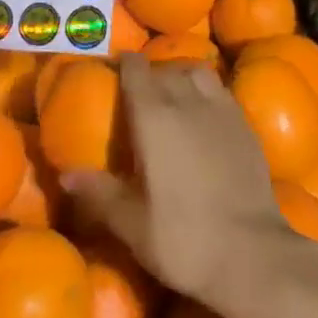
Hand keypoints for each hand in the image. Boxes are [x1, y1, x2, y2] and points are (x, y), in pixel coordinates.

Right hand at [63, 55, 315, 312]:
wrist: (252, 253)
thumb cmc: (184, 238)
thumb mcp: (132, 224)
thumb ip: (99, 193)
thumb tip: (65, 173)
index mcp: (154, 117)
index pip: (136, 71)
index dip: (124, 65)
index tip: (114, 69)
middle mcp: (187, 100)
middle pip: (165, 69)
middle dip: (149, 73)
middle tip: (138, 92)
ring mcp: (220, 109)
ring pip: (196, 72)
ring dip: (181, 75)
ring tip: (173, 95)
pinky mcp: (244, 123)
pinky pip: (220, 91)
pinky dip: (206, 92)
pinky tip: (204, 115)